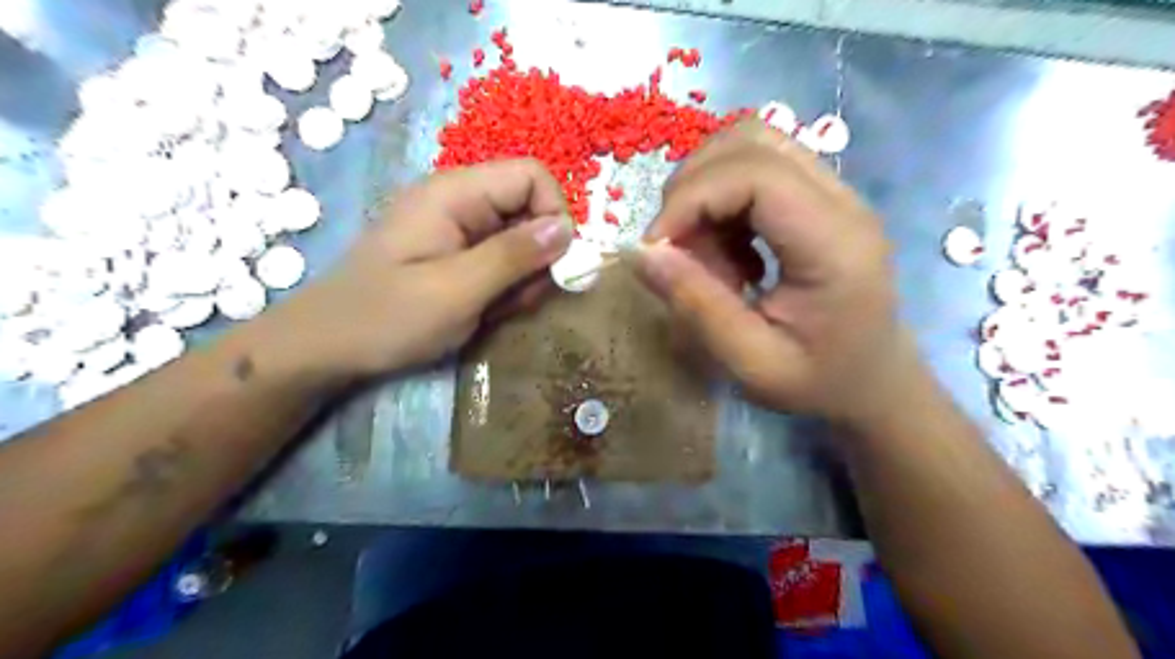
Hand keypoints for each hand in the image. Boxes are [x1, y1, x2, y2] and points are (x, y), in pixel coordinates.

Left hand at [271, 157, 573, 377]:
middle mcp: (460, 202)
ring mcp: (457, 229)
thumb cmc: (387, 317)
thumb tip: (568, 228)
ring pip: (521, 239)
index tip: (555, 264)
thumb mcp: (457, 290)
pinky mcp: (456, 254)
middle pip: (529, 209)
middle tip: (518, 299)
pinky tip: (487, 310)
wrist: (327, 348)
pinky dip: (506, 287)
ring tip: (497, 309)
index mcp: (455, 193)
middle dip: (538, 256)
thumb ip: (513, 256)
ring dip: (523, 277)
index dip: (555, 213)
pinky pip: (502, 260)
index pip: (531, 175)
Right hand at [638, 120, 911, 424]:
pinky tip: (729, 249)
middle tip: (679, 253)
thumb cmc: (820, 382)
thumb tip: (639, 252)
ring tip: (705, 251)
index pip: (753, 173)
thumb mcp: (752, 363)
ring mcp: (835, 192)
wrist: (875, 381)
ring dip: (706, 189)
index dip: (690, 199)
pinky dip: (722, 199)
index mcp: (834, 243)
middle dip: (692, 190)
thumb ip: (697, 306)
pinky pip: (757, 166)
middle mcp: (841, 200)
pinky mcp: (821, 197)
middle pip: (749, 142)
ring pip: (751, 143)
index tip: (656, 250)